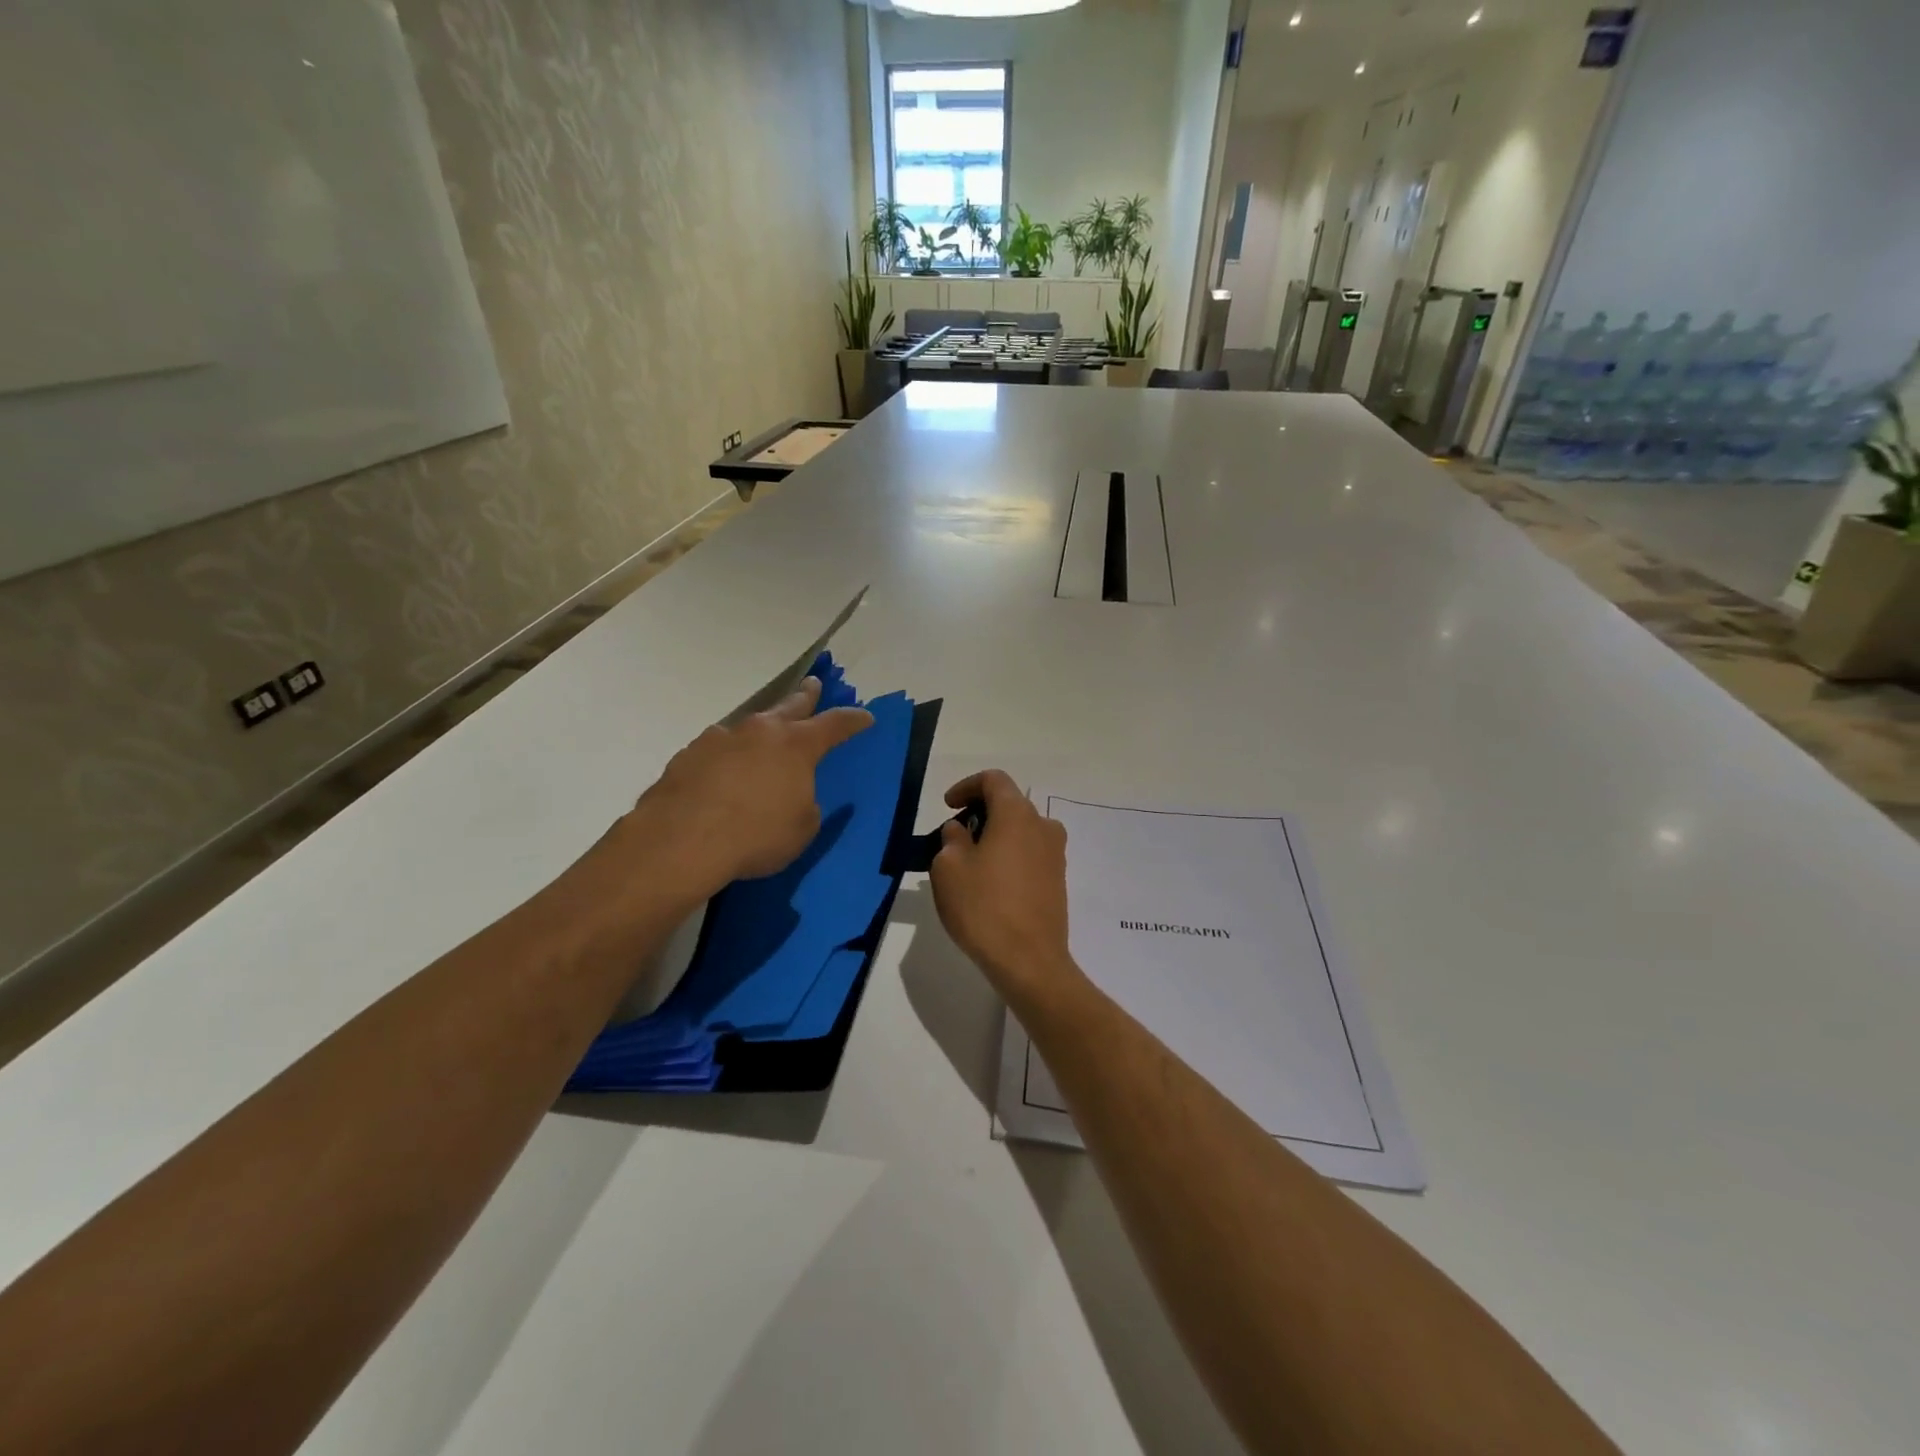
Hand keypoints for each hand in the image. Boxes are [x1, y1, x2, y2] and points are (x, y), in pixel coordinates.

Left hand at [613, 677, 872, 905]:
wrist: (681, 841)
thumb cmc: (756, 835)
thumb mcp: (801, 829)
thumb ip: (805, 805)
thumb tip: (792, 794)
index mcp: (796, 746)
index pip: (834, 725)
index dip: (853, 720)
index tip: (865, 716)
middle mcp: (760, 732)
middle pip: (789, 705)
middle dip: (805, 696)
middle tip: (813, 684)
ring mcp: (720, 739)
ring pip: (749, 726)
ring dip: (760, 730)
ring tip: (762, 739)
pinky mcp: (688, 755)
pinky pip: (717, 749)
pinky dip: (727, 756)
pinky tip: (722, 773)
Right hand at [929, 770, 1086, 1011]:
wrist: (1029, 961)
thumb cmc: (983, 908)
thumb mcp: (948, 869)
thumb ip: (951, 840)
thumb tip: (961, 831)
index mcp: (1017, 814)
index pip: (993, 780)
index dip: (967, 786)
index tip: (948, 806)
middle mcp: (1042, 826)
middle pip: (1009, 804)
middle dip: (980, 813)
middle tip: (954, 837)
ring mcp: (1055, 854)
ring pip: (1021, 831)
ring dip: (996, 836)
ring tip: (970, 863)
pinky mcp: (1058, 880)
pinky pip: (1030, 854)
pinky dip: (1009, 856)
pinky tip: (990, 883)